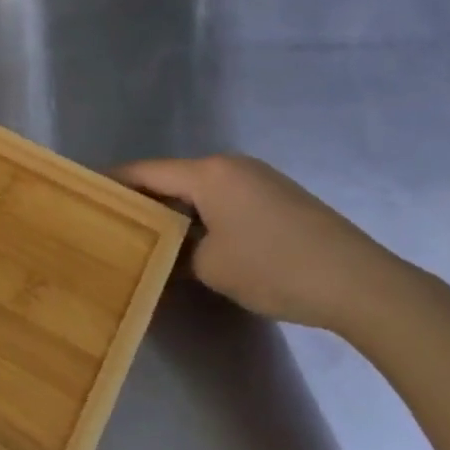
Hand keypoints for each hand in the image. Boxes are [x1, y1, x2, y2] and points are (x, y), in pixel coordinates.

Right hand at [117, 154, 430, 334]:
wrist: (359, 283)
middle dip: (148, 199)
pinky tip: (202, 241)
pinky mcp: (282, 197)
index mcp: (209, 173)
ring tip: (156, 235)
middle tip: (120, 221)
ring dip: (180, 210)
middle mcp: (232, 166)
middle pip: (175, 177)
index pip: (147, 172)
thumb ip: (180, 253)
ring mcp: (261, 179)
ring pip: (203, 189)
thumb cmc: (273, 267)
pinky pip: (229, 199)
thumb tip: (175, 249)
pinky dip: (208, 215)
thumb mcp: (211, 267)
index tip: (90, 191)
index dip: (116, 181)